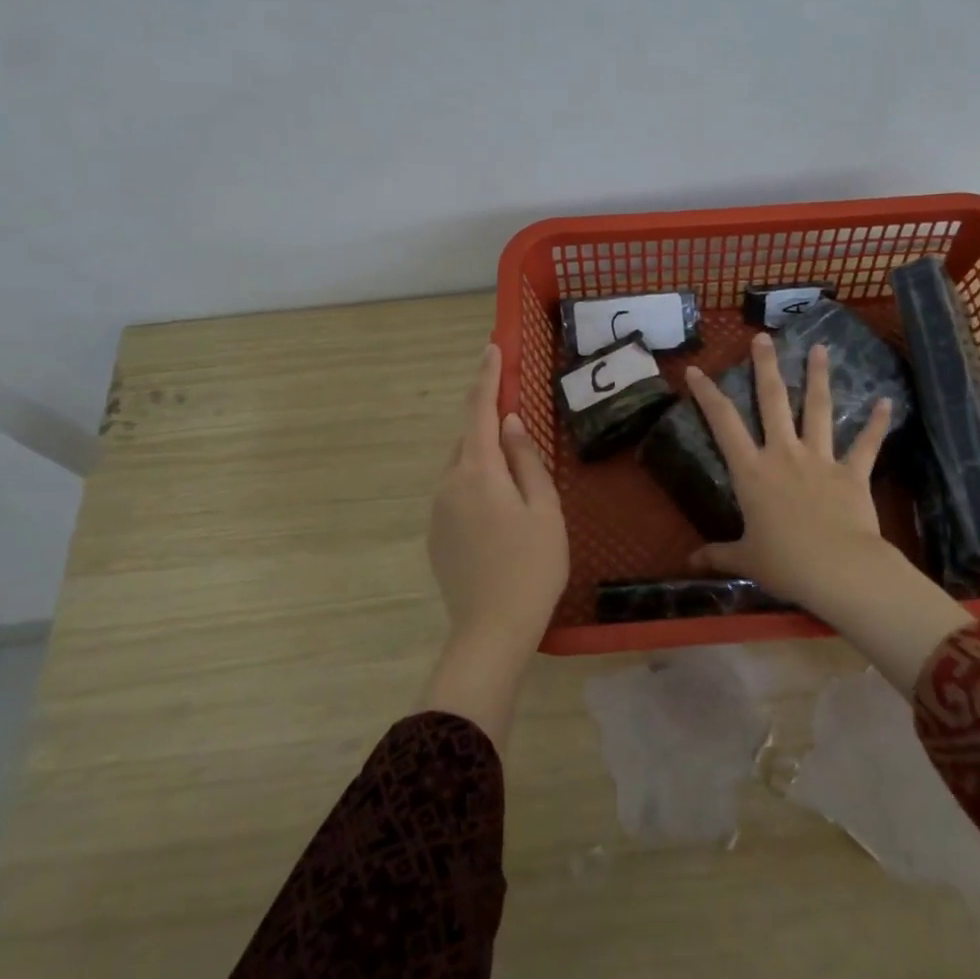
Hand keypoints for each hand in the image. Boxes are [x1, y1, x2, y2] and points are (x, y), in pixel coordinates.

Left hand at [420, 343, 567, 745]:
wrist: (491, 630)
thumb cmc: (532, 566)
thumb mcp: (544, 508)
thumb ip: (525, 460)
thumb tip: (509, 424)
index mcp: (477, 471)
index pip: (480, 411)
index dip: (487, 377)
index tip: (492, 348)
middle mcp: (448, 484)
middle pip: (469, 440)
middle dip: (489, 424)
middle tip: (518, 422)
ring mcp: (437, 512)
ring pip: (462, 469)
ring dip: (485, 460)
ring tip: (517, 481)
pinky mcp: (435, 536)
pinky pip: (457, 495)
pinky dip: (477, 487)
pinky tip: (500, 514)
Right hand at [683, 333, 897, 614]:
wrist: (839, 570)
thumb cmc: (785, 564)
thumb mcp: (746, 560)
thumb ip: (717, 555)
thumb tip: (689, 563)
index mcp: (752, 471)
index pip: (723, 423)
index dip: (707, 395)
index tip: (695, 370)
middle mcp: (784, 454)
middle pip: (773, 401)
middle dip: (766, 367)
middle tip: (763, 337)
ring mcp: (820, 459)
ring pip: (818, 409)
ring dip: (819, 377)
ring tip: (820, 347)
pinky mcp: (852, 473)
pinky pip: (866, 444)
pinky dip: (877, 424)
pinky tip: (886, 401)